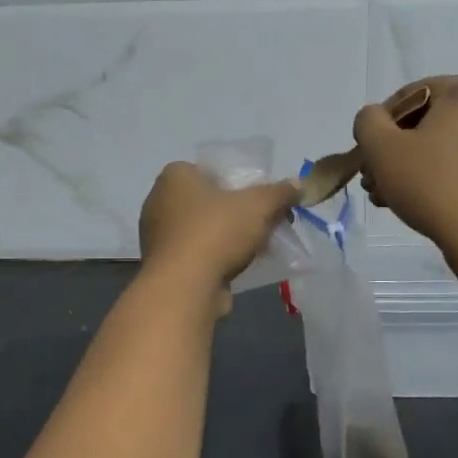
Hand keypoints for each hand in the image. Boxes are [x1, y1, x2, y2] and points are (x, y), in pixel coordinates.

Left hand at [138, 162, 301, 306]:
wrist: (184, 287)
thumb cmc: (217, 232)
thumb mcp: (259, 205)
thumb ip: (281, 192)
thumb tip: (300, 185)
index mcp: (175, 176)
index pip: (210, 170)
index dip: (239, 183)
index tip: (261, 200)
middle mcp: (158, 201)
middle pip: (208, 202)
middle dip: (236, 213)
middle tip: (264, 224)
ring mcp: (157, 236)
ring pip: (203, 230)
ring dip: (227, 239)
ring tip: (257, 249)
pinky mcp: (163, 265)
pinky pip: (196, 255)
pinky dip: (215, 259)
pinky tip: (237, 269)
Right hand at [355, 76, 457, 261]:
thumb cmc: (433, 184)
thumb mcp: (382, 148)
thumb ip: (367, 122)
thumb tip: (376, 120)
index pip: (407, 95)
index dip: (379, 124)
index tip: (367, 154)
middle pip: (425, 121)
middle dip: (393, 148)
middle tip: (372, 177)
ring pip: (441, 144)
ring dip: (409, 165)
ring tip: (386, 195)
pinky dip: (435, 175)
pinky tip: (413, 201)